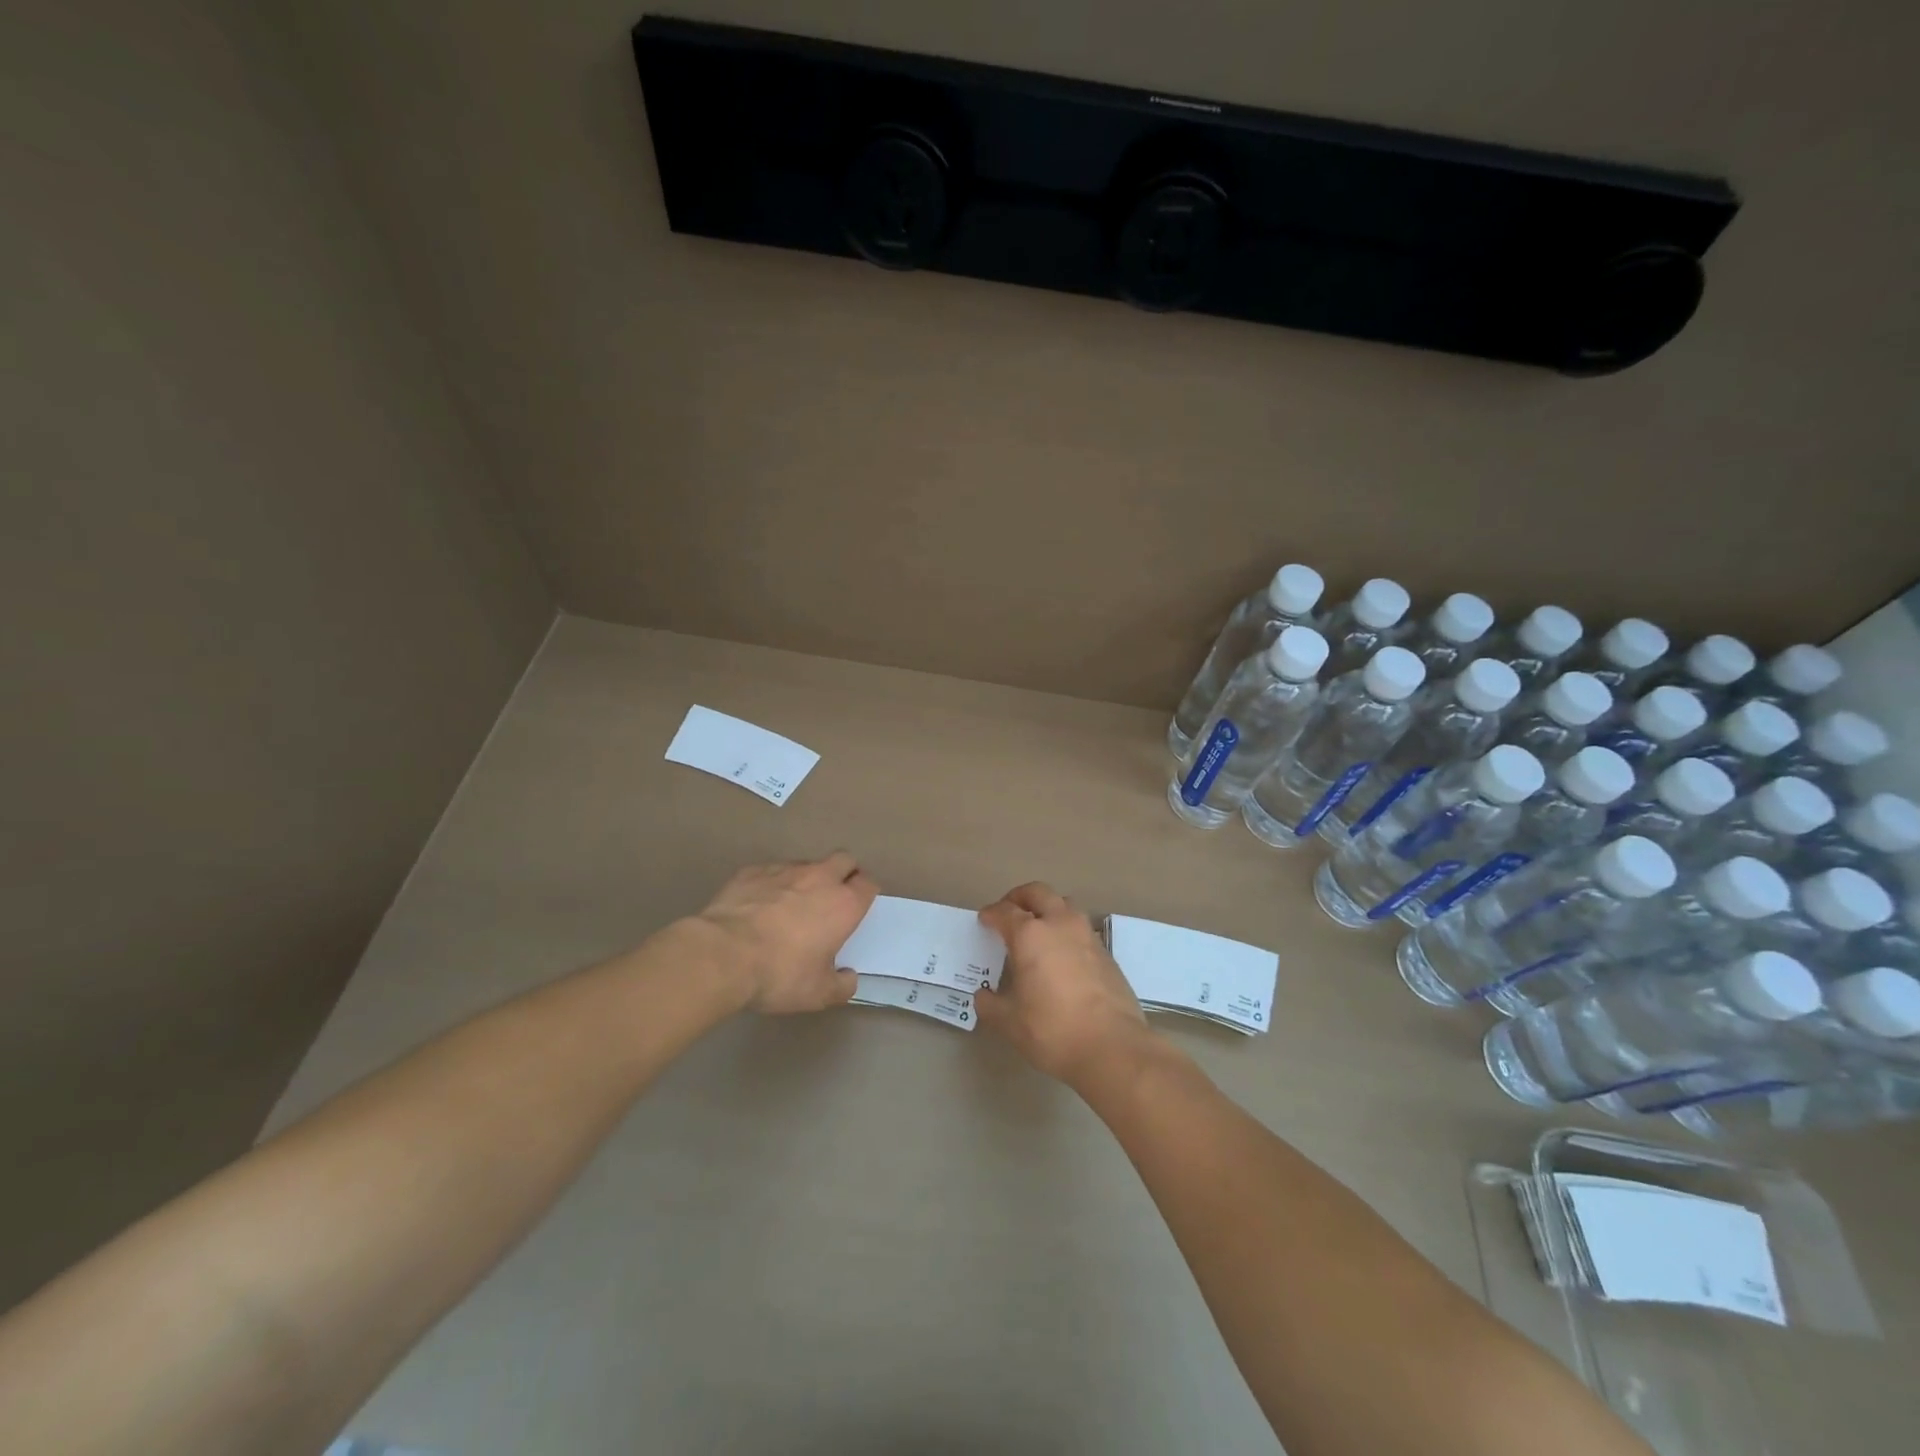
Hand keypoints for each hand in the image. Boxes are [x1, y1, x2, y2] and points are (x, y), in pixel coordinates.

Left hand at [692, 853, 878, 1013]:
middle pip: (844, 860)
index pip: (868, 884)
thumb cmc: (779, 974)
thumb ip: (841, 985)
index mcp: (843, 905)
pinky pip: (771, 871)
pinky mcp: (752, 870)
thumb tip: (848, 977)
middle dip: (844, 873)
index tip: (858, 908)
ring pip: (807, 864)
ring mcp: (784, 870)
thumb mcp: (818, 994)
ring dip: (807, 879)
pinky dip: (772, 884)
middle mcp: (819, 878)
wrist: (723, 955)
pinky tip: (758, 906)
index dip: (866, 894)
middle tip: (832, 898)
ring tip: (791, 905)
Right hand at [974, 882, 1152, 1086]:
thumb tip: (983, 995)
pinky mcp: (1106, 952)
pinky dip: (1066, 930)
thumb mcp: (1010, 1023)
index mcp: (1030, 935)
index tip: (984, 920)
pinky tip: (1062, 954)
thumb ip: (990, 1005)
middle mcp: (1059, 924)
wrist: (1113, 1047)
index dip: (991, 914)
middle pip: (1038, 893)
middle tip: (1009, 911)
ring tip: (1037, 929)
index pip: (1005, 911)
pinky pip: (1081, 928)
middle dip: (1019, 897)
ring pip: (1064, 904)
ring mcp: (1087, 935)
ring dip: (1047, 908)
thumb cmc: (1052, 1030)